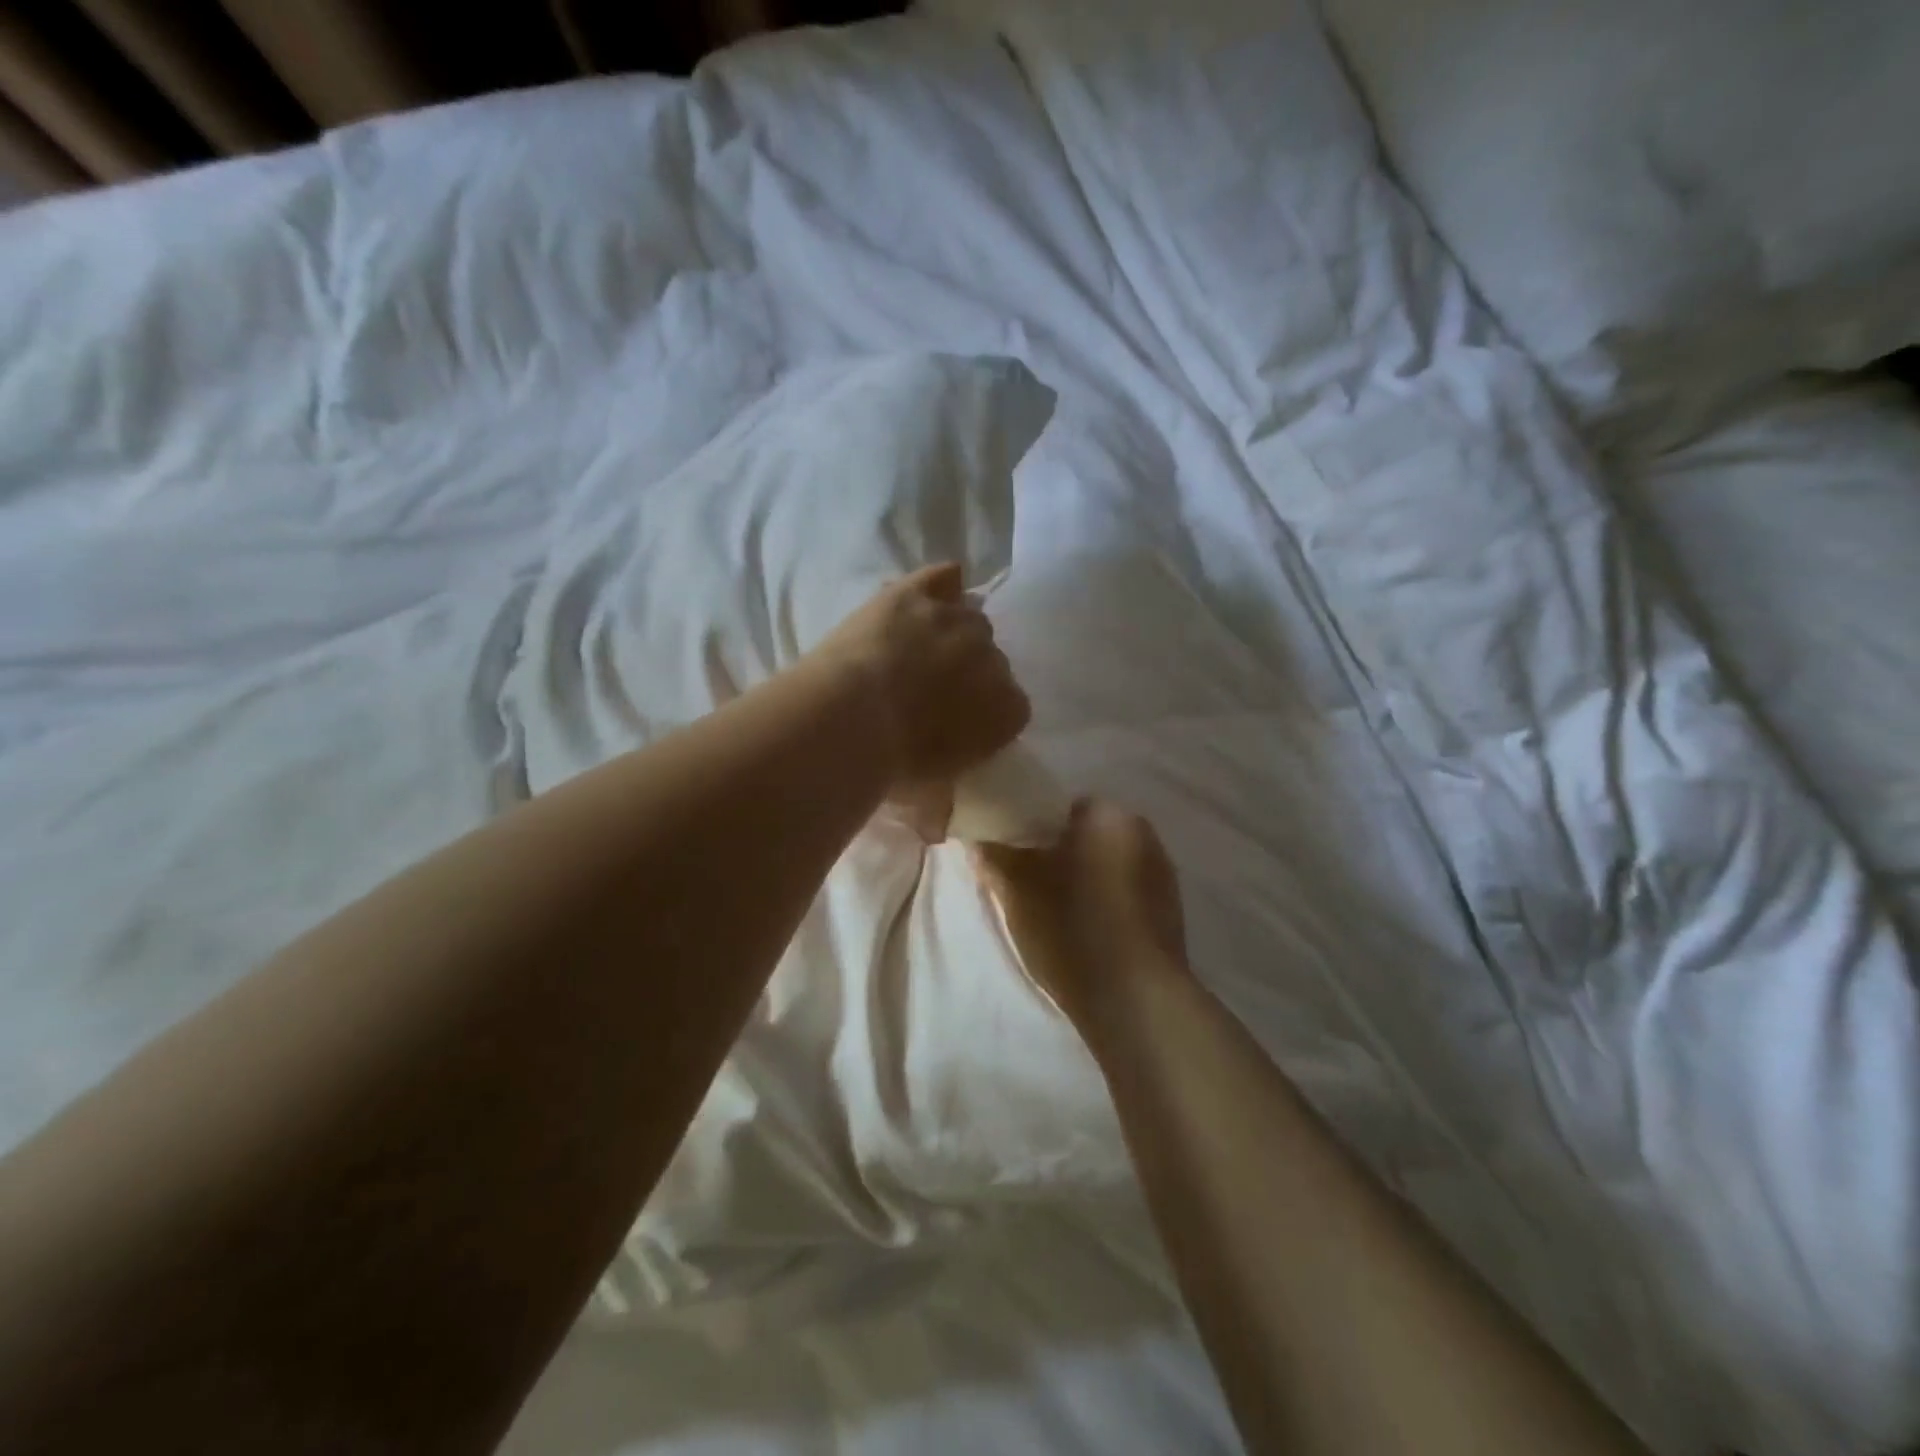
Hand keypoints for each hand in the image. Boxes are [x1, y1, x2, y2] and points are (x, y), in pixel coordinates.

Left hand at [810, 563, 1030, 840]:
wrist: (851, 721)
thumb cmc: (895, 768)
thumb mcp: (927, 798)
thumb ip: (941, 807)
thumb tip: (936, 831)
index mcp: (1007, 709)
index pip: (1014, 705)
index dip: (987, 713)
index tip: (960, 723)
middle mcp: (992, 658)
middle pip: (992, 657)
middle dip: (968, 671)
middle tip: (933, 687)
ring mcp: (955, 620)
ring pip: (969, 617)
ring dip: (951, 632)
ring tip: (921, 646)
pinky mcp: (917, 595)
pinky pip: (943, 576)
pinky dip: (938, 584)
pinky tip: (926, 595)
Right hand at [975, 799, 1188, 1036]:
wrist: (1136, 1000)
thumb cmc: (1073, 928)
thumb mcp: (1017, 892)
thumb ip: (995, 857)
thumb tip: (978, 838)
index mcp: (1109, 816)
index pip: (1062, 806)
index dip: (1032, 827)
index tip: (1013, 853)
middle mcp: (1144, 833)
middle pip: (1088, 835)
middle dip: (1060, 853)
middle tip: (1028, 883)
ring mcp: (1163, 874)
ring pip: (1108, 865)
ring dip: (1085, 878)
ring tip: (1056, 911)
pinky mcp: (1170, 913)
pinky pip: (1126, 893)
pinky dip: (1106, 902)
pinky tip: (1086, 931)